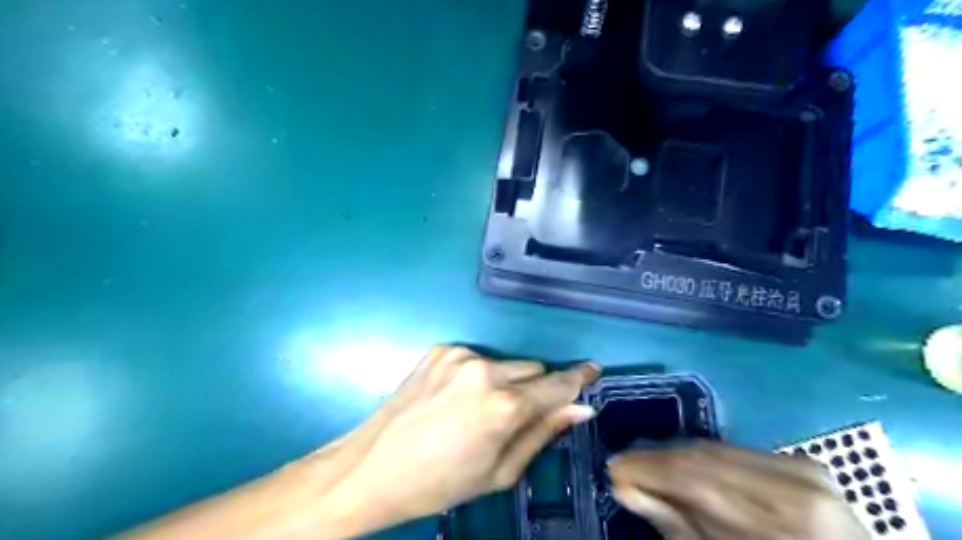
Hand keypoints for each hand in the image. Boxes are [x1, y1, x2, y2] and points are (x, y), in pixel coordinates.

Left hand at [316, 347, 599, 528]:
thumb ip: (543, 433)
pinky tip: (454, 398)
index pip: (557, 384)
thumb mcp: (500, 471)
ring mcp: (459, 355)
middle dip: (534, 388)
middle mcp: (485, 370)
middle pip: (533, 368)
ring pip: (505, 363)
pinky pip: (476, 358)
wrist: (373, 467)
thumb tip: (580, 409)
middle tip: (514, 416)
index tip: (594, 370)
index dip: (578, 377)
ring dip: (505, 381)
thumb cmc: (441, 482)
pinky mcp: (440, 349)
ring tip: (477, 410)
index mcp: (504, 405)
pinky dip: (477, 375)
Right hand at [608, 443, 873, 538]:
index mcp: (784, 524)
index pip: (697, 481)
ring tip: (646, 466)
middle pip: (704, 458)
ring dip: (675, 457)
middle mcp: (797, 485)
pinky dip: (703, 459)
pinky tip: (682, 467)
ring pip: (716, 449)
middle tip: (622, 467)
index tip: (614, 470)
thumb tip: (627, 490)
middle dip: (655, 460)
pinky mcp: (804, 463)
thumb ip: (678, 527)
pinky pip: (735, 452)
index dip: (648, 471)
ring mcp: (805, 470)